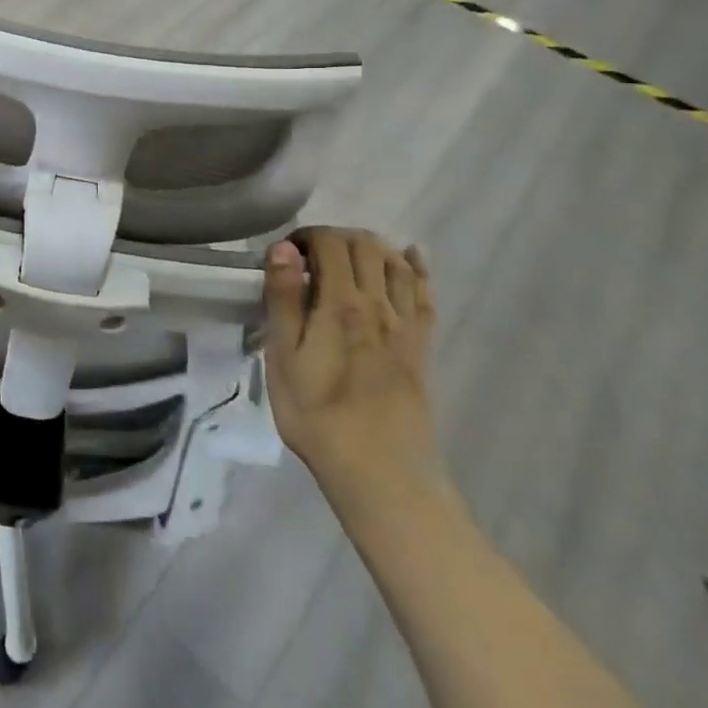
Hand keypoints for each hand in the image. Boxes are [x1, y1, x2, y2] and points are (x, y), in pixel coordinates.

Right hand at [261, 227, 440, 498]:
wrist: (381, 471)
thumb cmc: (317, 415)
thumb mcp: (283, 357)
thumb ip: (284, 299)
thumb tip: (283, 249)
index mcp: (340, 303)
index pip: (330, 243)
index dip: (306, 235)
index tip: (285, 254)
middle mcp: (378, 304)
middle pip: (365, 245)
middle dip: (336, 237)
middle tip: (310, 257)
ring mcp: (405, 324)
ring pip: (396, 262)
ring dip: (371, 246)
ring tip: (347, 255)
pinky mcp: (421, 345)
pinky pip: (425, 294)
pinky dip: (417, 267)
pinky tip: (410, 256)